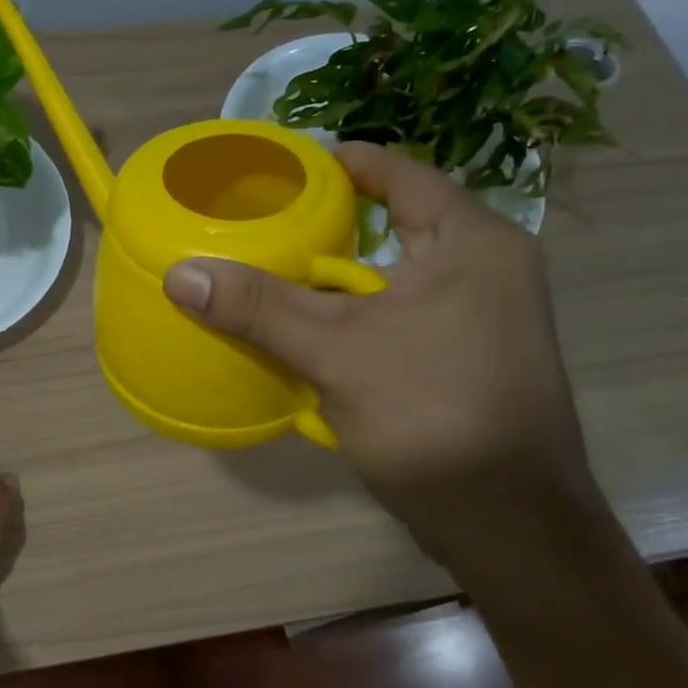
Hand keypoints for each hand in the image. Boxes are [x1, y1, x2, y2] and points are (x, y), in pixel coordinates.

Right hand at [162, 142, 594, 554]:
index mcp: (472, 243)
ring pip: (389, 280)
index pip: (398, 174)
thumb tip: (180, 273)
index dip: (338, 163)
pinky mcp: (460, 362)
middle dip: (327, 225)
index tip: (279, 167)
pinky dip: (350, 319)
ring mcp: (477, 319)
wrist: (506, 523)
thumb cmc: (434, 415)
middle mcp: (483, 270)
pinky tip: (302, 331)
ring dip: (334, 279)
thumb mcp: (338, 353)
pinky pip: (394, 320)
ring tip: (269, 271)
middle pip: (391, 226)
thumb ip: (260, 308)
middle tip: (261, 221)